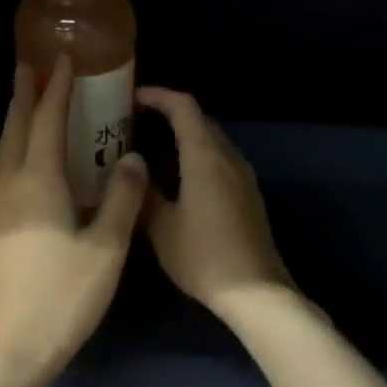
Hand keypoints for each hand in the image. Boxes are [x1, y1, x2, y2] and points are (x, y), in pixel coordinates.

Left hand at [0, 58, 146, 386]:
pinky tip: (25, 165)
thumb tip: (134, 159)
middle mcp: (8, 186)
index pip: (48, 121)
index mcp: (38, 182)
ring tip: (30, 105)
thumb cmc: (61, 299)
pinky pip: (2, 175)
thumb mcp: (106, 250)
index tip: (64, 58)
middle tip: (33, 66)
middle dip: (26, 94)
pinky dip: (16, 154)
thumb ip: (122, 200)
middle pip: (16, 129)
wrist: (6, 350)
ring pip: (4, 152)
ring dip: (18, 123)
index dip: (58, 88)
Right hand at [137, 87, 292, 323]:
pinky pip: (221, 161)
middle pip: (200, 121)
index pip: (184, 107)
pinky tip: (179, 179)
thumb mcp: (162, 228)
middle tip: (136, 125)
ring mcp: (244, 177)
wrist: (254, 291)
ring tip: (152, 149)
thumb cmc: (204, 256)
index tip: (132, 98)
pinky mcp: (249, 196)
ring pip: (213, 142)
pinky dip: (198, 157)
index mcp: (206, 157)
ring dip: (185, 137)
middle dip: (170, 115)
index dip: (158, 96)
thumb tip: (131, 170)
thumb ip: (144, 194)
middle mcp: (229, 158)